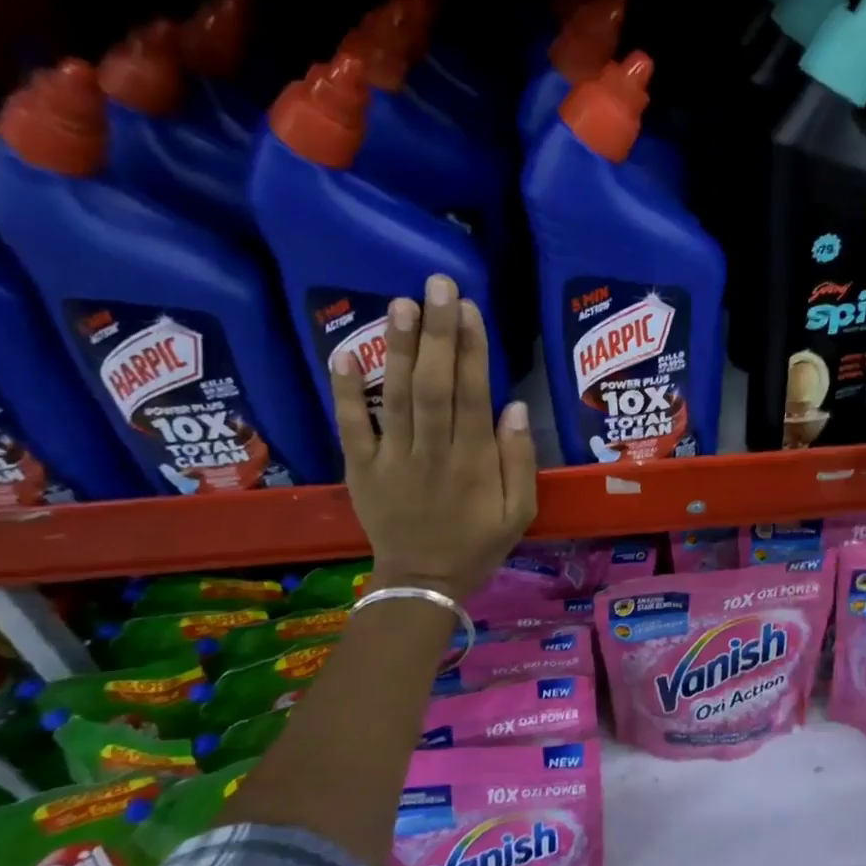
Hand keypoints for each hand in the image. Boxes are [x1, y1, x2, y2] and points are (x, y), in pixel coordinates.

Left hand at [329, 274, 536, 601]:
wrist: (422, 581)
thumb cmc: (479, 542)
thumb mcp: (520, 510)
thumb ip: (519, 460)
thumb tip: (513, 407)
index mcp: (473, 461)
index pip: (473, 395)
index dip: (472, 350)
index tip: (469, 308)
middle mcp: (432, 452)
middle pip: (434, 386)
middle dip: (437, 333)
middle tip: (437, 284)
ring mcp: (391, 458)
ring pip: (396, 397)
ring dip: (398, 349)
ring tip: (400, 303)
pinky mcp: (361, 468)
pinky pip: (351, 427)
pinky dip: (346, 392)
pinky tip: (344, 353)